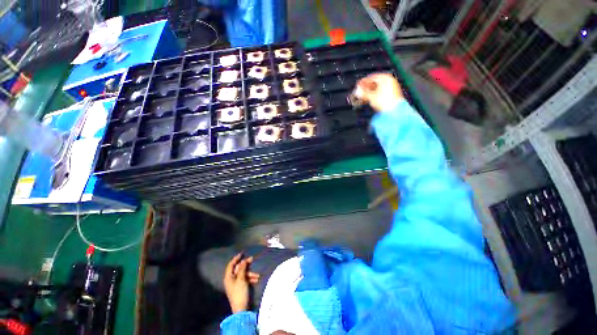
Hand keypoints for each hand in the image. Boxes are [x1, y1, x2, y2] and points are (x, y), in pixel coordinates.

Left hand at [223, 253, 259, 312]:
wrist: (241, 308)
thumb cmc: (239, 292)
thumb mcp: (241, 279)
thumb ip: (242, 268)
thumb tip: (244, 260)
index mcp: (228, 277)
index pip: (231, 265)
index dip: (236, 258)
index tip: (242, 253)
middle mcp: (231, 279)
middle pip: (238, 269)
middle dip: (245, 265)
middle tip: (252, 259)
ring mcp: (235, 284)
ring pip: (243, 274)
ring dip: (250, 273)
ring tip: (257, 275)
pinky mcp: (239, 287)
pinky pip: (245, 279)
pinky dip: (250, 278)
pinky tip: (256, 280)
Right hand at [354, 73, 403, 111]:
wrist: (394, 110)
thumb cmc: (385, 101)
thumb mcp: (371, 96)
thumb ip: (363, 93)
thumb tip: (357, 92)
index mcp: (385, 77)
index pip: (371, 77)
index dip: (363, 82)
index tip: (358, 85)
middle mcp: (389, 80)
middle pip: (375, 83)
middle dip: (366, 88)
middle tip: (360, 91)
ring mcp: (392, 87)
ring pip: (378, 88)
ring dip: (370, 91)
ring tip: (364, 96)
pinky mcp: (392, 94)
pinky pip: (381, 92)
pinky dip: (375, 94)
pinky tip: (370, 98)